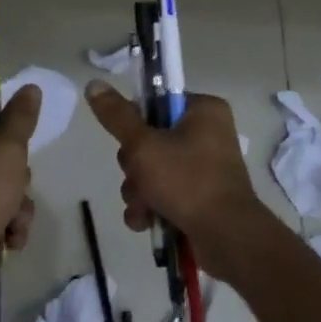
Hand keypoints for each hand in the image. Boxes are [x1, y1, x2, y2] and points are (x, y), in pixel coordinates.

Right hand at [83, 81, 278, 284]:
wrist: (227, 237)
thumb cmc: (187, 181)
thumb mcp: (144, 145)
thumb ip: (117, 116)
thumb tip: (93, 83)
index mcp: (203, 111)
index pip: (156, 103)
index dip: (135, 124)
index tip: (129, 143)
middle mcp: (207, 134)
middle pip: (149, 140)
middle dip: (134, 168)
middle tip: (139, 179)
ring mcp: (205, 168)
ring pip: (152, 170)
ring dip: (139, 191)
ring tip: (143, 209)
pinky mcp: (200, 197)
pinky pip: (164, 193)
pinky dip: (151, 207)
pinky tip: (146, 222)